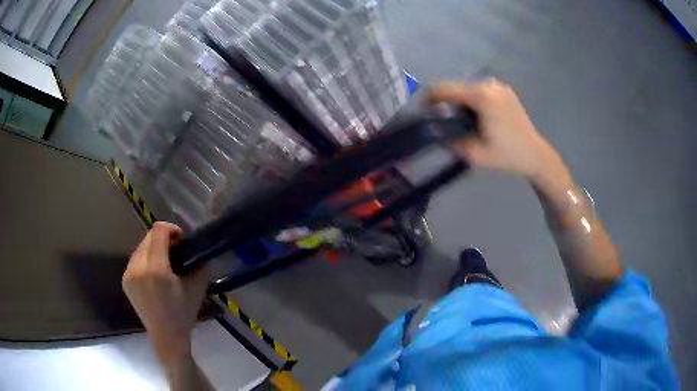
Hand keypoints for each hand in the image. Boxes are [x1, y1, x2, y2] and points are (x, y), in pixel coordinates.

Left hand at [123, 222, 209, 366]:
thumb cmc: (183, 314)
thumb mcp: (197, 288)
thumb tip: (196, 250)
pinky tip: (153, 272)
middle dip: (162, 238)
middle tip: (174, 250)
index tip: (181, 239)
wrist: (166, 337)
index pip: (159, 231)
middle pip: (148, 237)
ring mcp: (129, 273)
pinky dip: (145, 259)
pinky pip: (135, 259)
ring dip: (153, 247)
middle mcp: (138, 267)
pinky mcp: (125, 280)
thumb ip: (199, 265)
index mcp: (157, 269)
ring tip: (163, 261)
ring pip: (141, 247)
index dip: (171, 229)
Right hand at [428, 79, 560, 179]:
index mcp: (481, 96)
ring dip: (461, 104)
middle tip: (450, 125)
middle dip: (448, 105)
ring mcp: (498, 85)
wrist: (535, 154)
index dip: (429, 99)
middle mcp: (489, 84)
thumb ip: (450, 140)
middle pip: (456, 88)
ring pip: (467, 90)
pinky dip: (474, 102)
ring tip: (468, 124)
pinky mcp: (504, 90)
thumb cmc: (507, 155)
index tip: (423, 112)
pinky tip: (481, 119)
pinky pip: (480, 92)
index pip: (444, 89)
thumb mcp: (475, 154)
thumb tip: (434, 130)